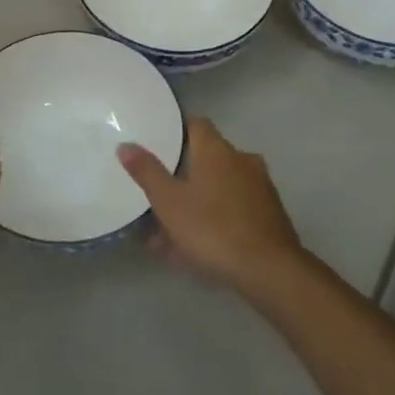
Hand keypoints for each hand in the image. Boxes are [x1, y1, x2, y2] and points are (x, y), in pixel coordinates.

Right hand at [117, 118, 308, 292]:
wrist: (269, 269)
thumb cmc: (212, 228)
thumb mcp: (169, 202)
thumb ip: (147, 172)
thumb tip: (126, 145)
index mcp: (217, 150)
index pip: (196, 124)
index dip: (176, 132)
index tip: (157, 146)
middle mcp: (242, 160)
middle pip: (206, 160)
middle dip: (180, 179)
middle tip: (156, 199)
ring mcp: (259, 187)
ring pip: (217, 190)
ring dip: (193, 206)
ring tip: (165, 237)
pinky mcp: (268, 214)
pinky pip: (231, 210)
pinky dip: (212, 222)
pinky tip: (192, 250)